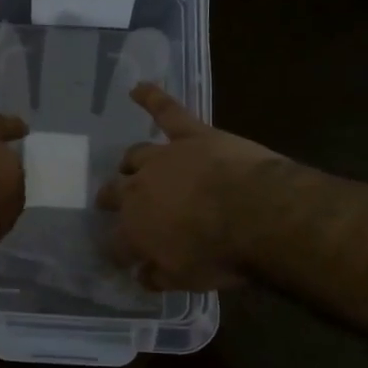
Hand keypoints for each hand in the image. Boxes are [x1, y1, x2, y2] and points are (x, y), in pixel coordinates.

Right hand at [96, 84, 285, 290]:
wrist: (257, 213)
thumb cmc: (221, 254)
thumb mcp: (186, 279)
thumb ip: (158, 277)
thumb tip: (142, 275)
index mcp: (134, 229)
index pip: (114, 243)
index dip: (117, 251)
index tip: (122, 258)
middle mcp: (138, 189)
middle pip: (115, 193)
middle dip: (110, 201)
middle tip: (110, 204)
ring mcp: (164, 158)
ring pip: (135, 155)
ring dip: (129, 163)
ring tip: (127, 166)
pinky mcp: (191, 135)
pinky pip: (167, 111)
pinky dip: (152, 97)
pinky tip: (138, 88)